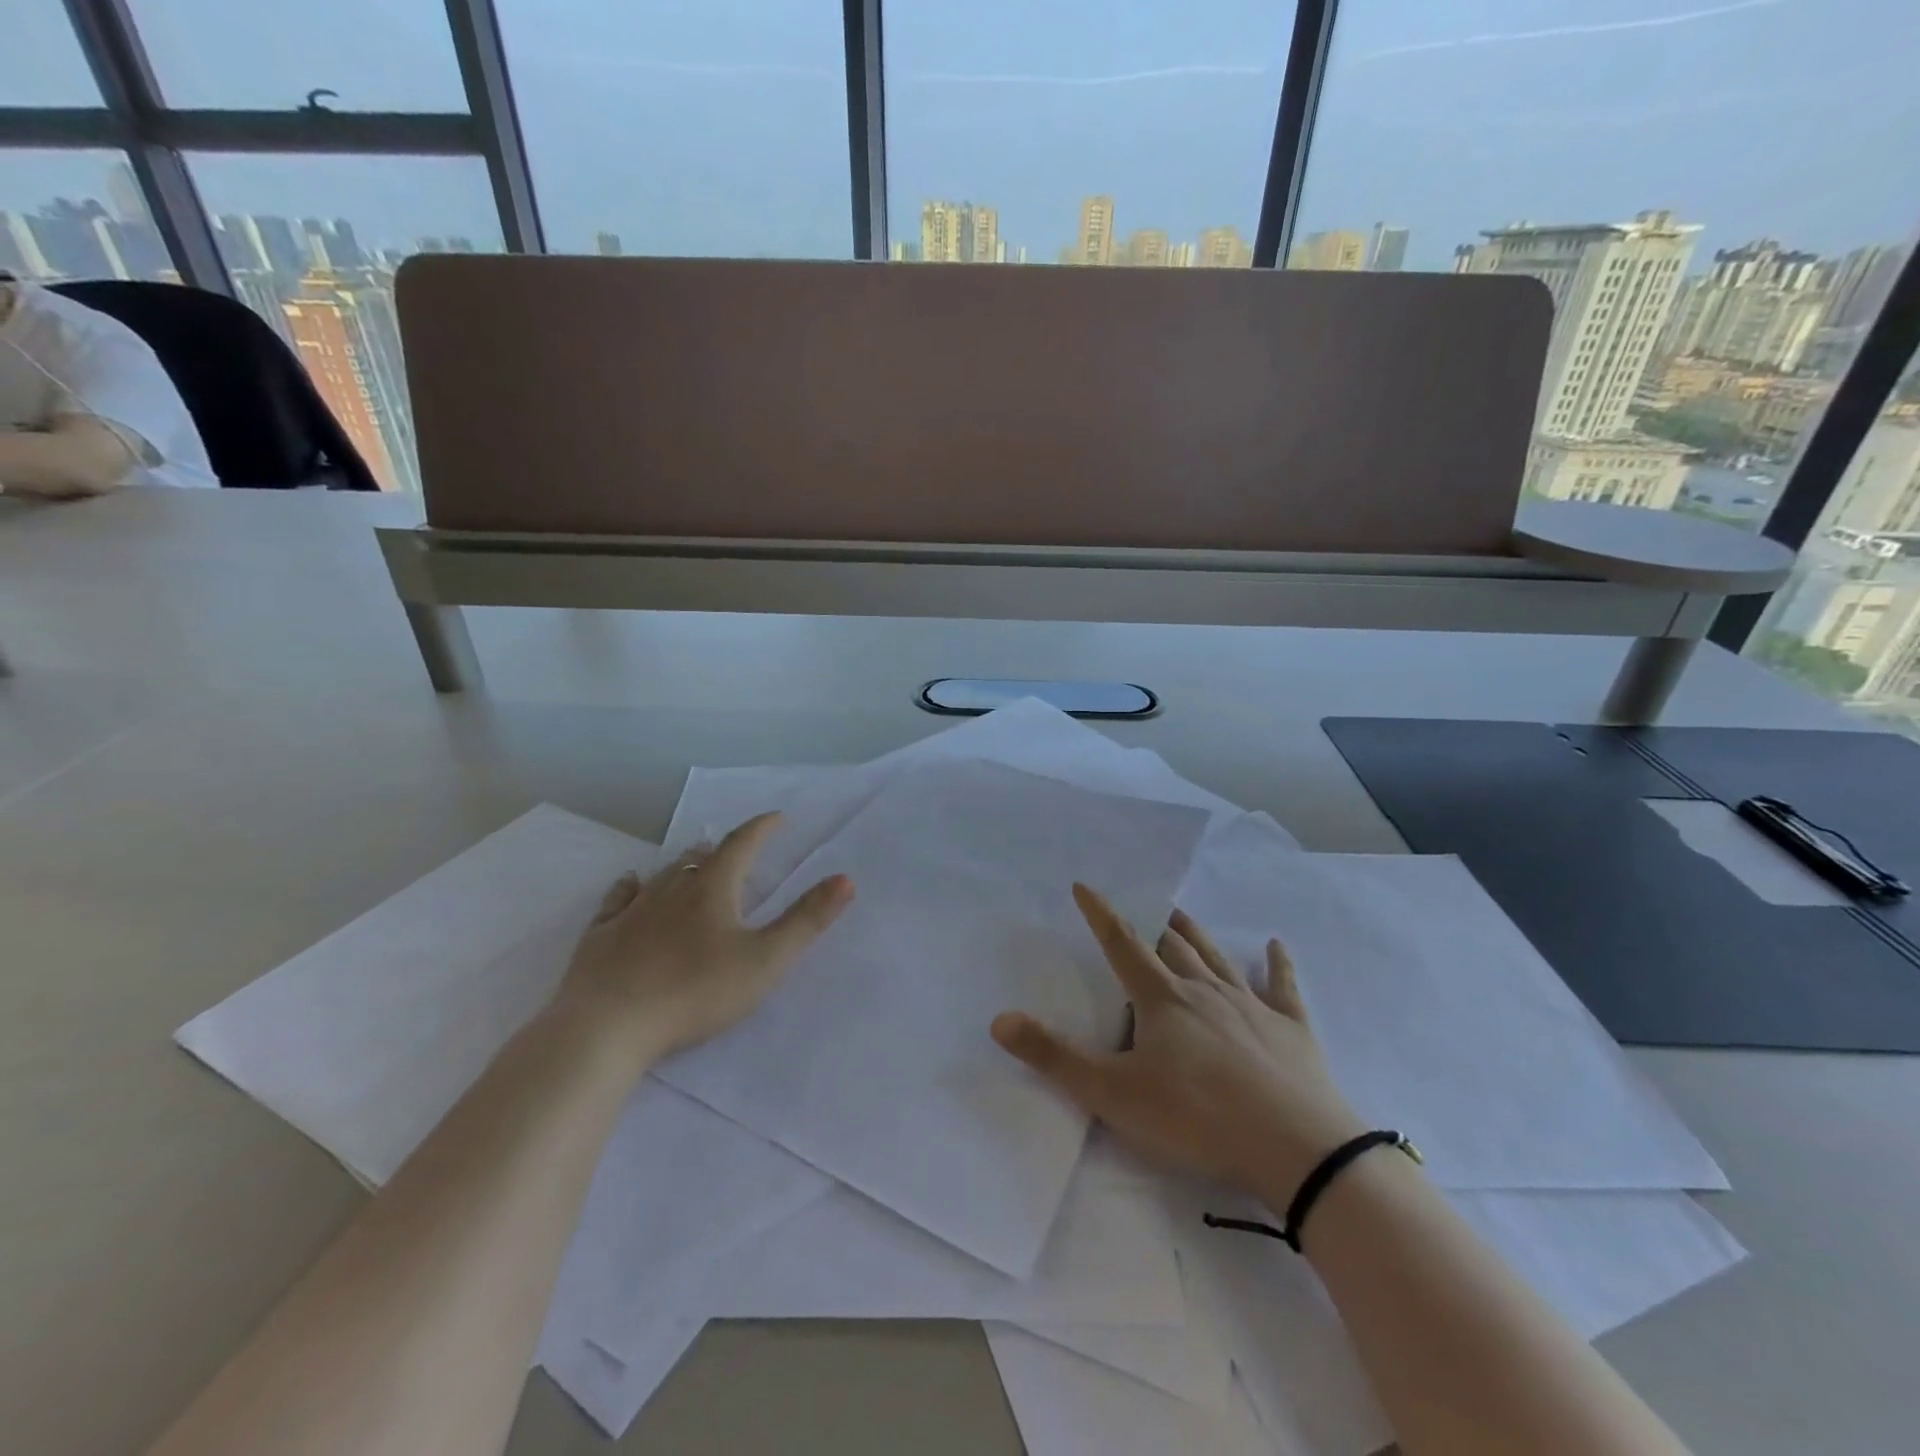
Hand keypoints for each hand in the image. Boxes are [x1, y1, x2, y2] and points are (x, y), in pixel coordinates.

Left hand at [555, 812, 853, 1066]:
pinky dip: (629, 887)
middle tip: (735, 849)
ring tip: (693, 861)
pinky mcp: (600, 937)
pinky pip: (617, 899)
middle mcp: (671, 890)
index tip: (777, 818)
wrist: (607, 1027)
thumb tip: (845, 878)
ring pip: (661, 875)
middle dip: (722, 849)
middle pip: (699, 858)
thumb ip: (806, 920)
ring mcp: (631, 912)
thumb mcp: (765, 960)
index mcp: (712, 890)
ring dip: (683, 865)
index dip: (762, 828)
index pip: (742, 845)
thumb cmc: (695, 992)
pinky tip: (629, 885)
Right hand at [992, 884, 1364, 1207]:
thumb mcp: (1113, 1095)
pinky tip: (1277, 945)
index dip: (1101, 914)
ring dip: (1197, 934)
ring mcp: (1251, 1006)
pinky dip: (1279, 964)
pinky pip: (1283, 987)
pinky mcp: (1291, 1029)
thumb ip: (1054, 1058)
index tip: (1085, 886)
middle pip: (1173, 946)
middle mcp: (1204, 990)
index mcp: (1162, 1000)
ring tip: (1182, 914)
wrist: (1296, 1150)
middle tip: (1143, 907)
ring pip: (1217, 958)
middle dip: (1153, 924)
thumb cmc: (1197, 1119)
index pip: (1122, 945)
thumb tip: (999, 1020)